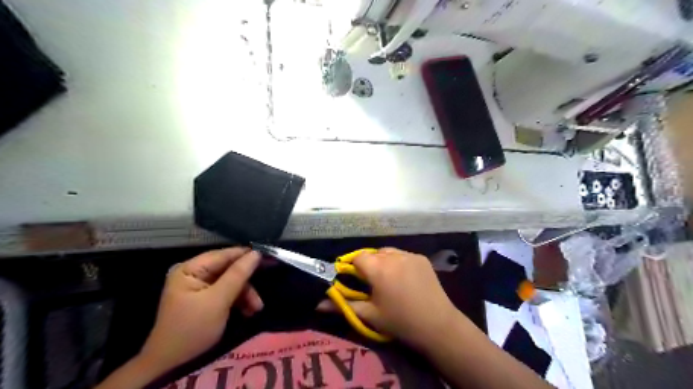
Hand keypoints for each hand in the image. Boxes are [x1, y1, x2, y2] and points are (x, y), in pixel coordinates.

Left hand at [138, 247, 261, 374]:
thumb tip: (257, 253)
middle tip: (261, 294)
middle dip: (247, 283)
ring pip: (231, 281)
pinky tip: (248, 311)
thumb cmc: (192, 328)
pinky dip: (239, 301)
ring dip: (245, 294)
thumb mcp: (218, 301)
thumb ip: (238, 275)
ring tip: (256, 309)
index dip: (247, 255)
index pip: (224, 254)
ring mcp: (199, 286)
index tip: (269, 259)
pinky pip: (227, 292)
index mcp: (191, 269)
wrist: (171, 363)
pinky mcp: (205, 298)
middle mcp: (195, 273)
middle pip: (229, 269)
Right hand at [320, 250, 458, 349]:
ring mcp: (409, 255)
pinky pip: (403, 255)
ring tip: (388, 280)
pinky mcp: (421, 258)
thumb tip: (318, 304)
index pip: (357, 257)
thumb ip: (342, 306)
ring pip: (388, 252)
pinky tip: (404, 279)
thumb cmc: (400, 322)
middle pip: (372, 254)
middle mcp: (393, 256)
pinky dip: (399, 262)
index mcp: (378, 268)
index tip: (355, 281)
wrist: (438, 326)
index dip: (353, 267)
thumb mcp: (369, 315)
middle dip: (369, 265)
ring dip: (383, 261)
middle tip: (372, 284)